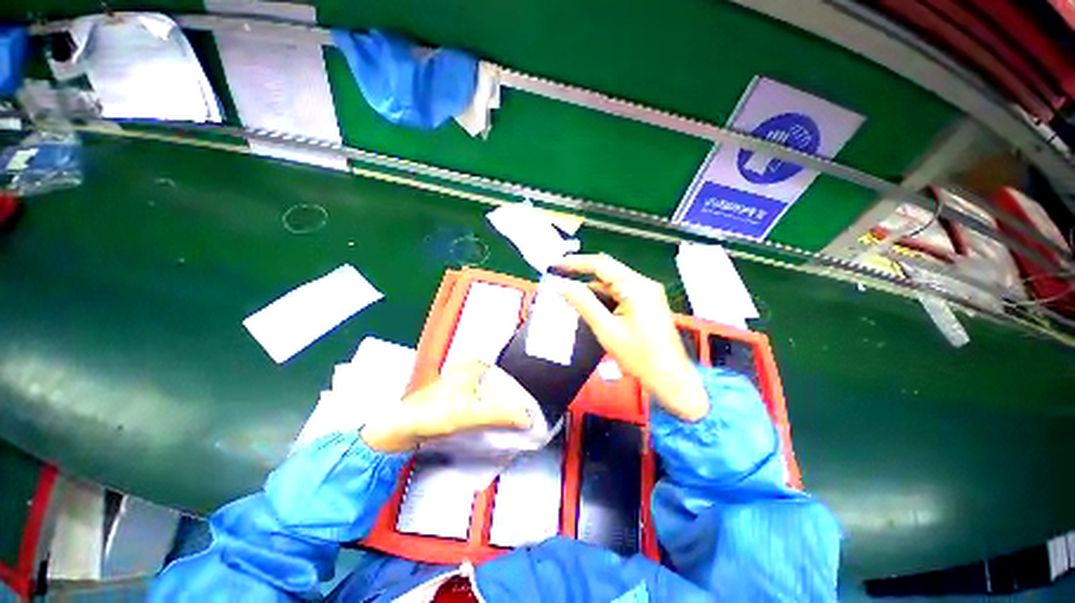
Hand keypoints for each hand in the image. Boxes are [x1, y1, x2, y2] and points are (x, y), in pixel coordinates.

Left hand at [361, 361, 532, 452]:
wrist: (398, 431)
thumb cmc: (427, 415)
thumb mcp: (468, 413)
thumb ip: (499, 413)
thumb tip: (526, 417)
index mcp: (475, 367)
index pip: (508, 382)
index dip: (520, 400)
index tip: (529, 417)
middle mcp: (471, 373)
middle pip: (501, 392)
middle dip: (511, 408)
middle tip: (521, 426)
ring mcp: (465, 387)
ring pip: (493, 401)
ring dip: (501, 415)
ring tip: (510, 430)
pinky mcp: (459, 402)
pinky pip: (483, 409)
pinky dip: (490, 418)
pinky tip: (492, 430)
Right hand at [555, 254, 709, 420]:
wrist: (671, 379)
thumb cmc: (640, 357)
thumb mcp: (607, 330)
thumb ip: (584, 304)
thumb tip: (562, 286)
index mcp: (636, 287)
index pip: (601, 265)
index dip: (575, 263)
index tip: (555, 265)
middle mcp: (643, 285)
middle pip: (607, 271)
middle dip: (582, 272)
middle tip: (558, 275)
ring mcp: (647, 294)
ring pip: (612, 282)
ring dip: (591, 286)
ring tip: (568, 290)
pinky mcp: (646, 304)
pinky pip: (619, 293)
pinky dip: (602, 296)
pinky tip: (587, 303)